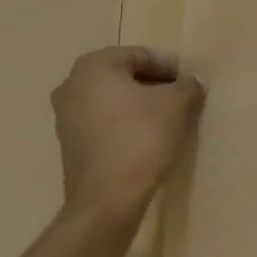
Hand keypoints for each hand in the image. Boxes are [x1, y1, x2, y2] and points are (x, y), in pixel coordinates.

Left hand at [50, 47, 204, 222]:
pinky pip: (103, 122)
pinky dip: (124, 124)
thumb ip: (188, 85)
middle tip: (181, 99)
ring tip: (167, 121)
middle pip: (125, 76)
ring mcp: (65, 116)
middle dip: (154, 85)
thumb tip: (192, 82)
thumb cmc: (141, 139)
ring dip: (139, 105)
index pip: (141, 55)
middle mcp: (72, 84)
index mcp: (94, 66)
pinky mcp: (68, 144)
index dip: (170, 68)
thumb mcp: (177, 105)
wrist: (106, 201)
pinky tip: (146, 139)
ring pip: (113, 100)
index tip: (190, 84)